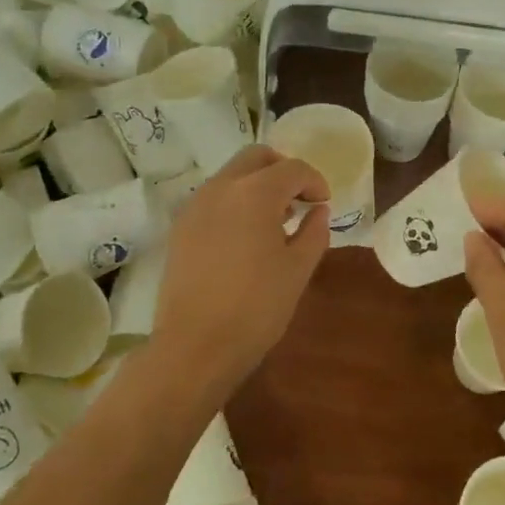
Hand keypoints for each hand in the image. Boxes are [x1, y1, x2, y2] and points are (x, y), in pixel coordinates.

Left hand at [150, 146, 329, 385]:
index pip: (292, 169)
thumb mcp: (298, 270)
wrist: (195, 346)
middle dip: (282, 170)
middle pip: (256, 157)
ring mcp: (195, 206)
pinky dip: (235, 202)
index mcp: (255, 193)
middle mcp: (221, 188)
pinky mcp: (180, 228)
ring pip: (231, 175)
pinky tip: (246, 236)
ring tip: (275, 220)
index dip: (314, 181)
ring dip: (257, 184)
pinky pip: (213, 198)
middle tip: (299, 199)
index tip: (324, 203)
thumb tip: (318, 211)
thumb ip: (314, 232)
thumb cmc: (256, 307)